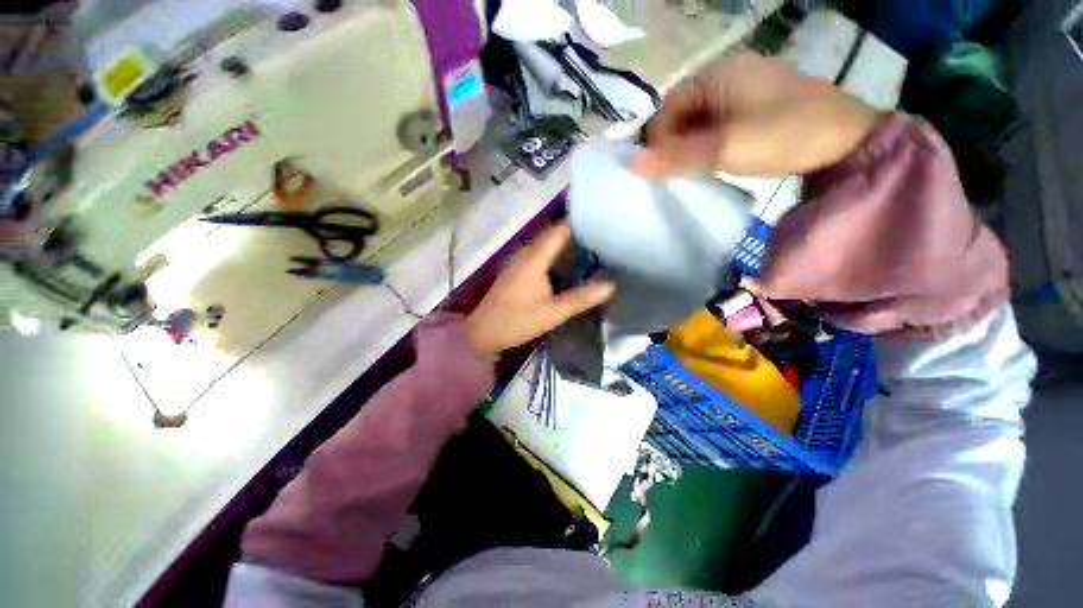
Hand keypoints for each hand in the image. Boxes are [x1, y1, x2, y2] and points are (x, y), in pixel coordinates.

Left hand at [463, 222, 614, 356]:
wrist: (483, 333)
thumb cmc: (517, 321)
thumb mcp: (553, 312)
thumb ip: (581, 298)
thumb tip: (610, 285)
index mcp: (534, 258)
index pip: (559, 230)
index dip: (580, 225)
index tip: (602, 227)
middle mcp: (525, 254)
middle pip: (552, 235)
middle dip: (576, 236)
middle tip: (601, 241)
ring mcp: (518, 262)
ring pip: (545, 245)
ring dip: (565, 246)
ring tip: (590, 251)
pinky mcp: (515, 271)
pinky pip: (538, 255)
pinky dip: (554, 256)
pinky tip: (566, 267)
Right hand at [632, 52, 879, 177]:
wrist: (848, 141)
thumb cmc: (785, 135)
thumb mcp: (725, 148)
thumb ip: (676, 157)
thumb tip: (632, 164)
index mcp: (719, 74)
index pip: (668, 107)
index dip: (658, 140)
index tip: (660, 169)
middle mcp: (728, 74)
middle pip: (682, 113)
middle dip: (675, 144)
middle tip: (679, 172)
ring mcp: (744, 89)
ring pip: (699, 121)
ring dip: (690, 146)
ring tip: (697, 168)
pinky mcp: (754, 106)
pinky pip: (716, 124)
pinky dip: (708, 144)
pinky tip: (715, 159)